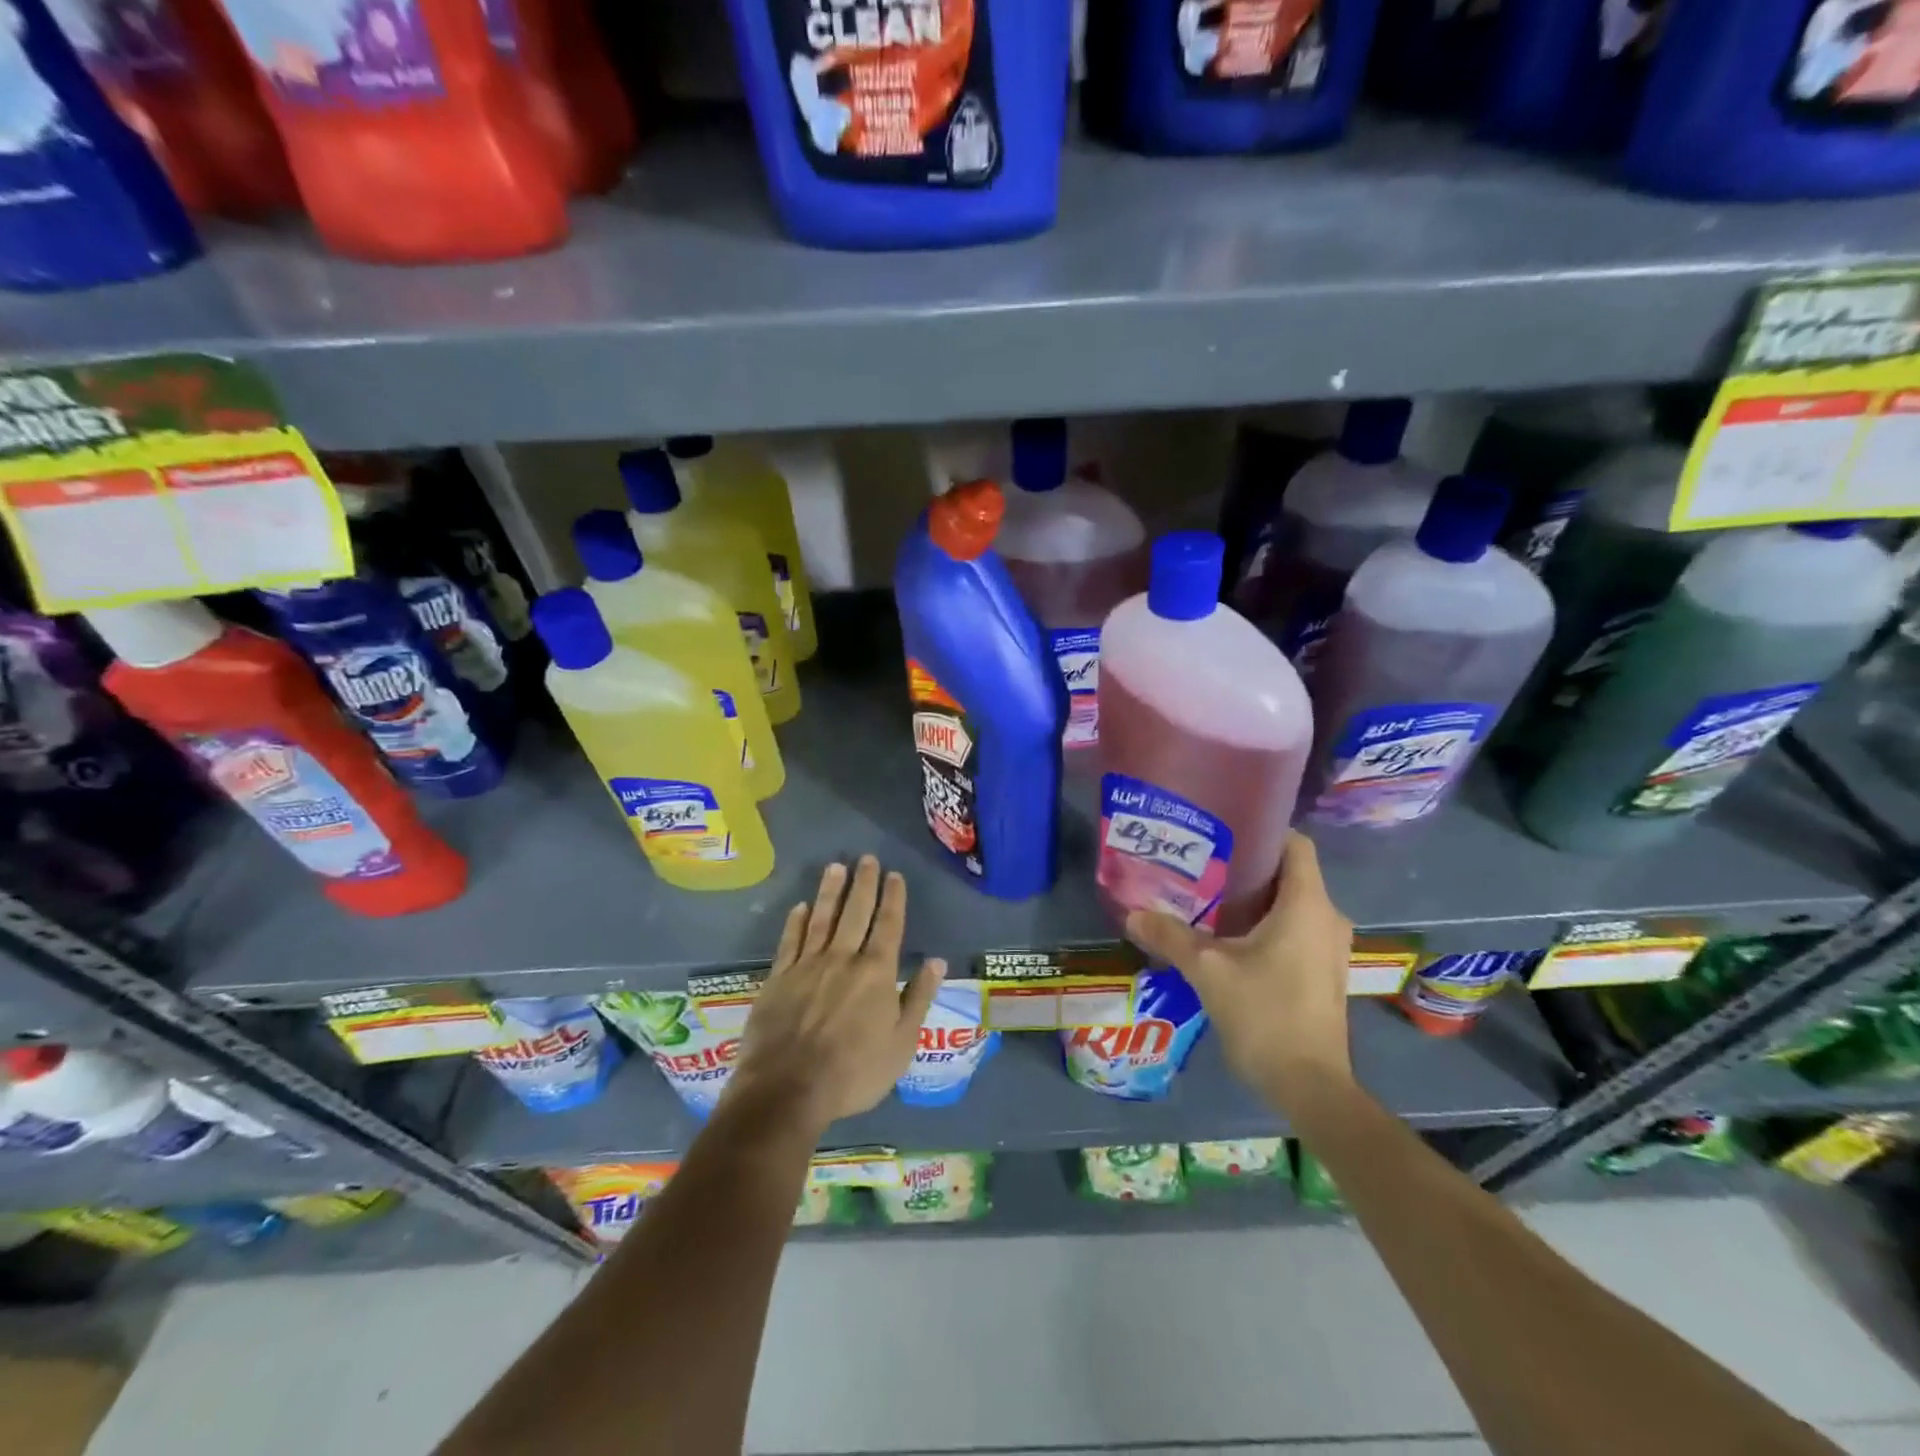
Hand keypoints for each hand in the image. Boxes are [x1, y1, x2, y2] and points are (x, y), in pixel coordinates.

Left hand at [725, 857, 945, 1136]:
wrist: (788, 1089)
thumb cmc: (854, 1072)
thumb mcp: (901, 1043)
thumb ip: (918, 998)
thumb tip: (937, 961)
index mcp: (876, 973)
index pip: (888, 925)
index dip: (893, 898)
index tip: (895, 875)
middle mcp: (843, 958)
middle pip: (856, 912)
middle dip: (864, 884)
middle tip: (867, 858)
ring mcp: (808, 965)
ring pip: (822, 918)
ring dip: (830, 891)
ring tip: (835, 867)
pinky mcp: (779, 978)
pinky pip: (790, 941)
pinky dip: (796, 921)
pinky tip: (800, 906)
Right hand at [1124, 832, 1353, 1109]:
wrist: (1310, 1086)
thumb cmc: (1265, 1014)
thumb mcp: (1208, 970)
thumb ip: (1170, 936)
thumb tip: (1132, 913)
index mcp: (1307, 904)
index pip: (1295, 843)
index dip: (1262, 830)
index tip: (1221, 833)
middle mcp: (1327, 917)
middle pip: (1288, 872)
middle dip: (1246, 866)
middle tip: (1200, 864)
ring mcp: (1329, 947)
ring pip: (1290, 903)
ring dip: (1253, 898)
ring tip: (1206, 897)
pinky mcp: (1323, 971)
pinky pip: (1294, 928)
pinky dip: (1264, 923)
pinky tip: (1227, 937)